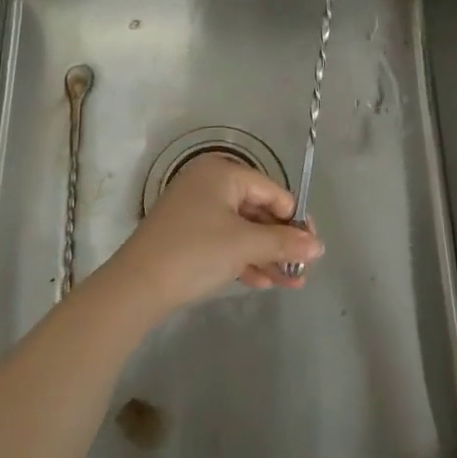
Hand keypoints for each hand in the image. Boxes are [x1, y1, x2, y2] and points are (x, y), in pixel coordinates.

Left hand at [102, 154, 323, 315]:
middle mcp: (209, 183)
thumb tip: (318, 246)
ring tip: (291, 283)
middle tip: (303, 269)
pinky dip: (244, 258)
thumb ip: (284, 242)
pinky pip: (225, 240)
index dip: (295, 220)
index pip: (272, 191)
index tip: (313, 248)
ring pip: (243, 229)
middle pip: (258, 209)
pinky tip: (264, 283)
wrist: (137, 285)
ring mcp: (196, 208)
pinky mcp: (187, 234)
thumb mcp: (244, 245)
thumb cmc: (196, 252)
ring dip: (267, 254)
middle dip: (282, 242)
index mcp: (222, 172)